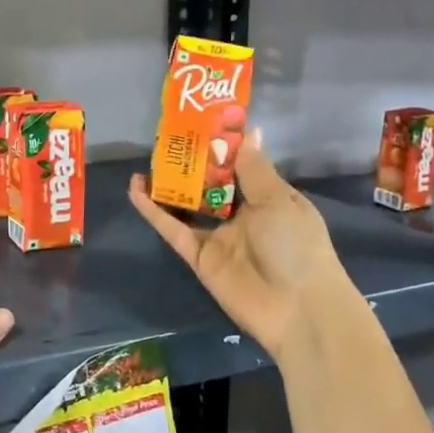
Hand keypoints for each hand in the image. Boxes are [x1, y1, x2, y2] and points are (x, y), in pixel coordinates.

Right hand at [129, 134, 350, 363]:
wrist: (298, 309)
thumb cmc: (297, 246)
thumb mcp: (278, 200)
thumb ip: (255, 168)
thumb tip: (250, 130)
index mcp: (268, 199)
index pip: (242, 167)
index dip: (222, 147)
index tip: (202, 122)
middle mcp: (242, 216)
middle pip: (210, 184)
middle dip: (192, 163)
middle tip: (167, 137)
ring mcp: (218, 237)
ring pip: (187, 204)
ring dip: (169, 184)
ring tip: (148, 159)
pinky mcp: (198, 256)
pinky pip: (172, 228)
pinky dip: (153, 210)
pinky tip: (135, 188)